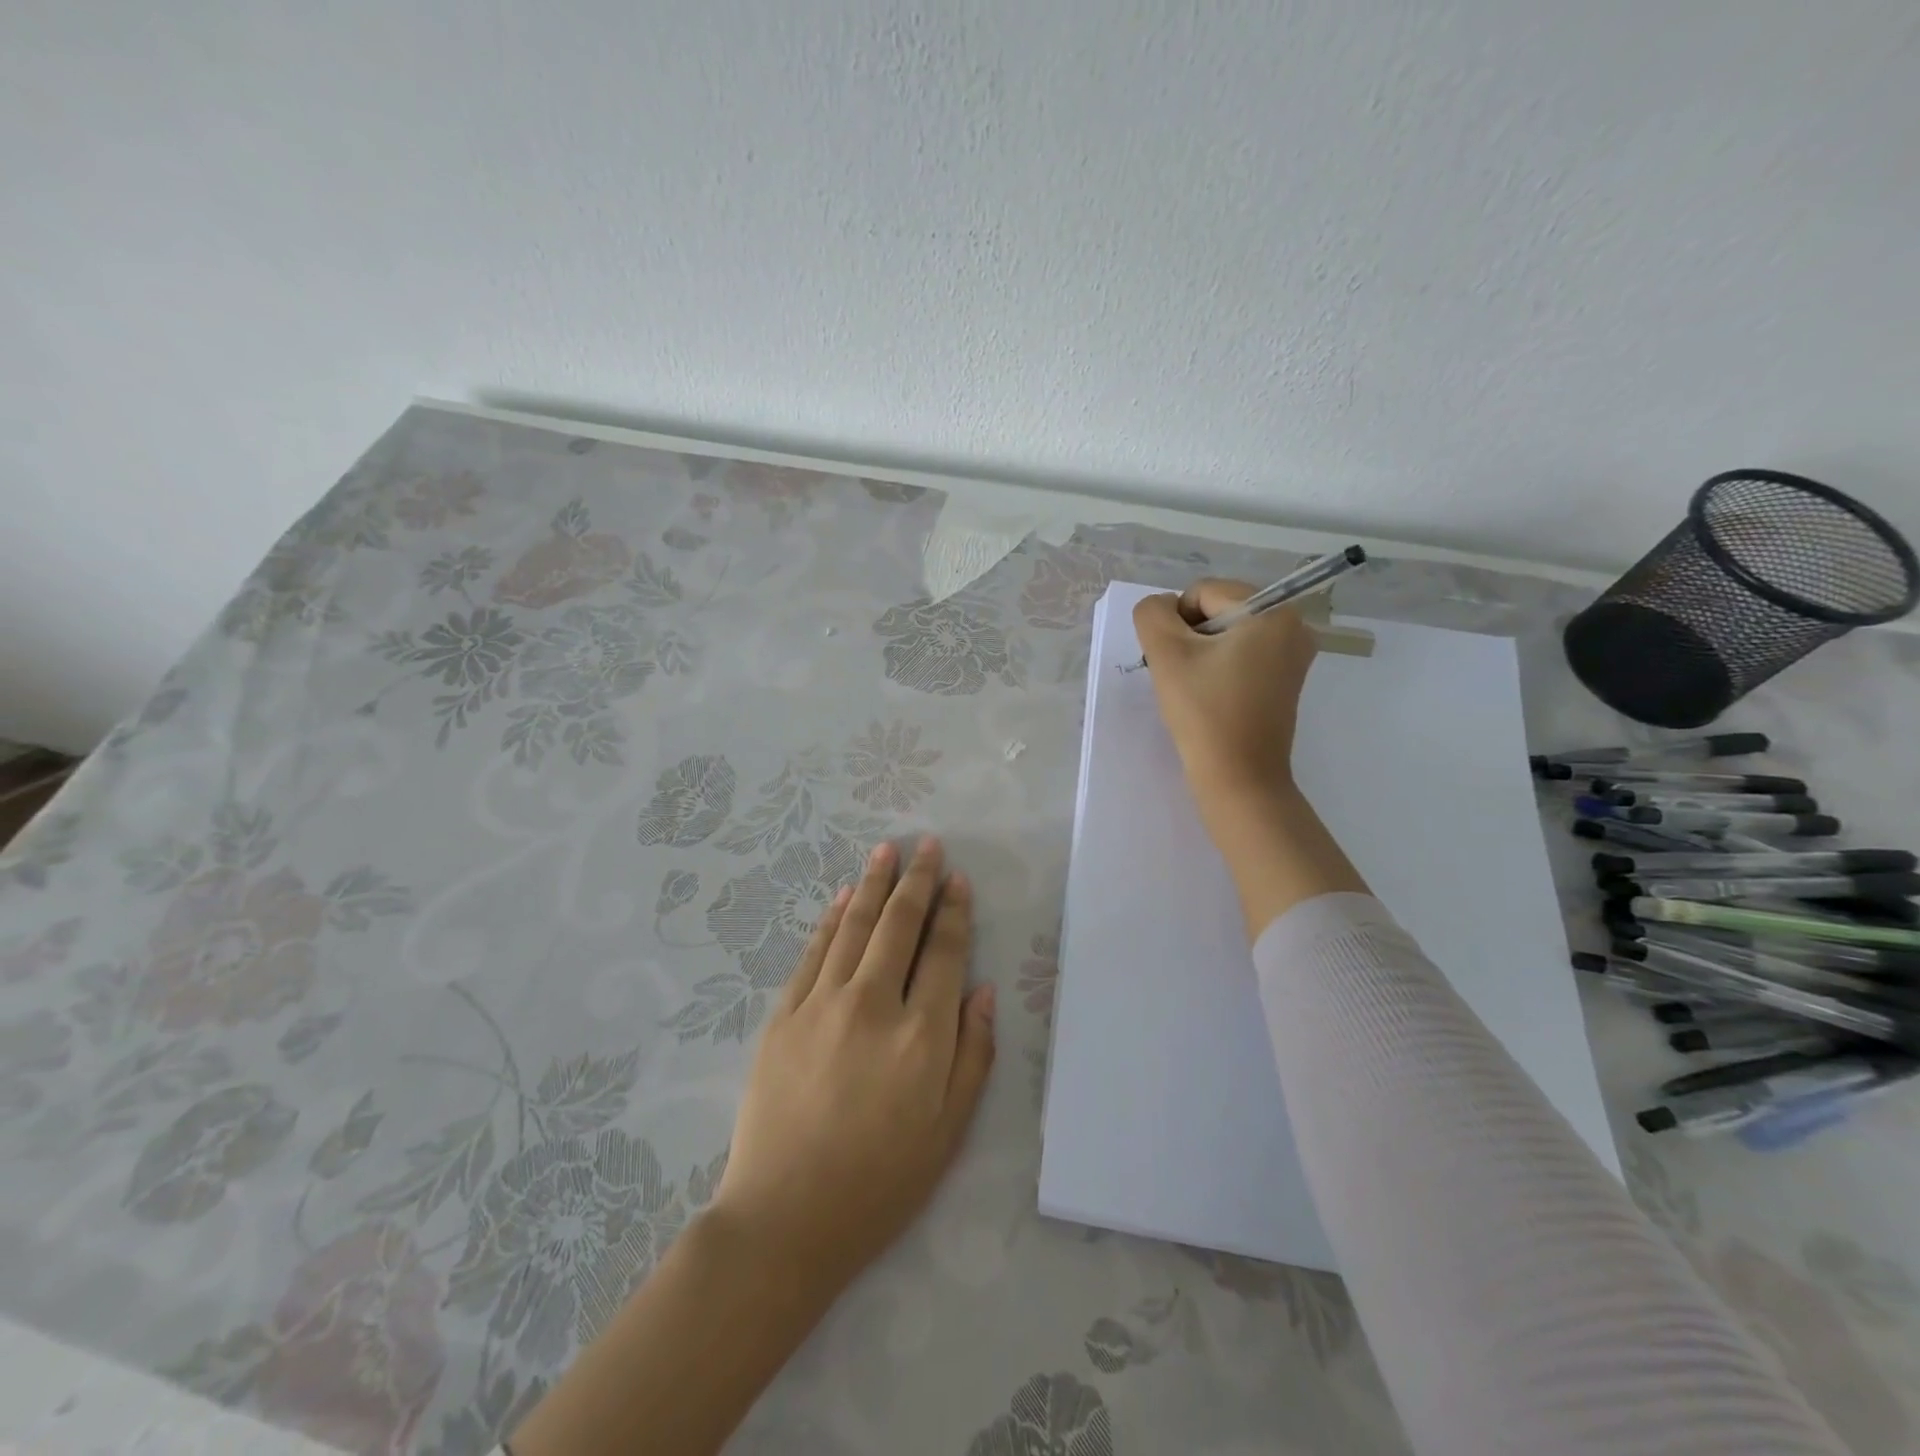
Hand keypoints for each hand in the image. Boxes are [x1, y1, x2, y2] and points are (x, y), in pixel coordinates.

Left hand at [711, 836, 996, 1289]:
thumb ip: (974, 1054)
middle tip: (926, 844)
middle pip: (899, 925)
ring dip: (873, 884)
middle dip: (917, 880)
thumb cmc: (880, 1183)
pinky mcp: (784, 1015)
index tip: (957, 879)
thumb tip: (984, 990)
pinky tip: (844, 897)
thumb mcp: (950, 1131)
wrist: (784, 1220)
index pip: (944, 952)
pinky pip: (813, 952)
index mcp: (922, 1034)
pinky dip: (832, 919)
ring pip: (855, 927)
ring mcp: (822, 1004)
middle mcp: (873, 1004)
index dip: (953, 910)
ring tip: (885, 850)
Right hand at [1132, 579, 1318, 809]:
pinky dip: (1218, 668)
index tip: (1175, 661)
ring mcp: (1293, 655)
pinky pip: (1241, 655)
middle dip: (1190, 637)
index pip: (1203, 592)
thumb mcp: (1166, 654)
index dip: (1176, 622)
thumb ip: (1152, 614)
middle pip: (1217, 610)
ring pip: (1226, 634)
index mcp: (1273, 611)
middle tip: (1182, 677)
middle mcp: (1293, 626)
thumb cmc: (1205, 712)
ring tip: (1195, 688)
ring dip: (1200, 653)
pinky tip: (1210, 696)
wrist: (1238, 778)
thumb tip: (1161, 608)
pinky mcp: (1285, 680)